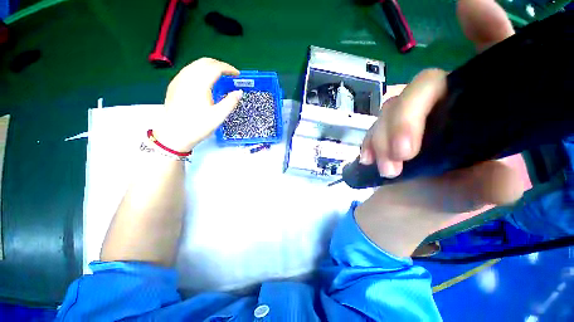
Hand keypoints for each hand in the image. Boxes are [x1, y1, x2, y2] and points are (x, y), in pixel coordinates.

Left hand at [154, 58, 242, 151]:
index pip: (215, 67)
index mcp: (199, 84)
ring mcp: (178, 80)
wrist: (174, 135)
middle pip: (204, 62)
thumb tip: (239, 92)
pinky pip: (189, 70)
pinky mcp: (174, 85)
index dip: (228, 68)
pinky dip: (200, 70)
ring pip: (195, 64)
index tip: (237, 74)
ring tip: (219, 75)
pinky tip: (204, 80)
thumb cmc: (198, 126)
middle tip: (229, 73)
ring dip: (209, 66)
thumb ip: (230, 102)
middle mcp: (187, 77)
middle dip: (219, 65)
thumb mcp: (218, 116)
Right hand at [355, 0, 522, 256]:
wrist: (410, 207)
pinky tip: (368, 159)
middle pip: (423, 86)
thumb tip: (505, 178)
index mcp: (482, 111)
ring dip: (383, 138)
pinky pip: (371, 127)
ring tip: (386, 169)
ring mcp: (410, 119)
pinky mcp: (384, 132)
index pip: (490, 59)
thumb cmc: (451, 199)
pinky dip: (368, 142)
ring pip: (390, 109)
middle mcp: (446, 106)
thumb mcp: (480, 195)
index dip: (483, 28)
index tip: (469, 5)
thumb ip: (495, 186)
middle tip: (402, 154)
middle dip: (407, 118)